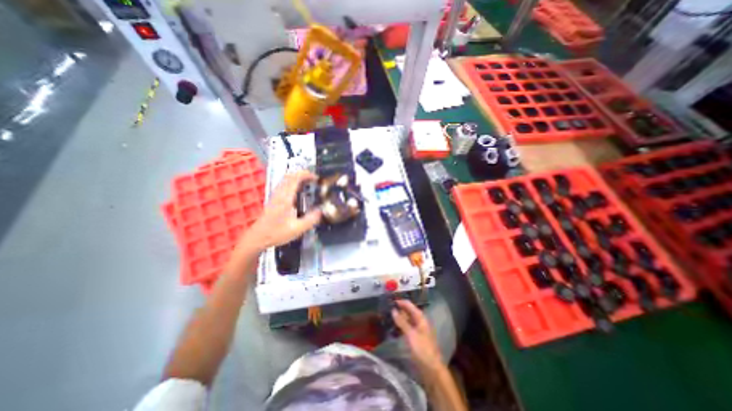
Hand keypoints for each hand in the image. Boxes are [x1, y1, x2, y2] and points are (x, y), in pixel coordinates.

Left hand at [242, 171, 320, 253]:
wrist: (258, 237)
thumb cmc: (277, 233)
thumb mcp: (297, 229)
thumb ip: (311, 220)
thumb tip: (321, 211)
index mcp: (285, 198)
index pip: (295, 179)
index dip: (306, 175)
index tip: (316, 178)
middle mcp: (279, 194)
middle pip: (289, 176)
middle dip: (302, 174)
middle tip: (313, 179)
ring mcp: (275, 196)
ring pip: (285, 179)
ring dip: (297, 177)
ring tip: (307, 183)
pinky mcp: (273, 199)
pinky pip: (283, 185)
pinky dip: (292, 183)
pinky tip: (297, 191)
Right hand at [391, 299, 442, 372]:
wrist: (432, 369)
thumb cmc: (422, 349)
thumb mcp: (411, 334)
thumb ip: (401, 322)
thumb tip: (393, 310)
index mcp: (420, 318)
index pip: (409, 305)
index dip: (400, 301)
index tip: (390, 300)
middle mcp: (420, 321)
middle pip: (408, 311)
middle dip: (399, 308)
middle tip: (387, 307)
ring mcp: (418, 329)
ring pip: (407, 319)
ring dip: (399, 317)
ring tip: (388, 315)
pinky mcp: (416, 337)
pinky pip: (407, 327)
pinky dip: (401, 325)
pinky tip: (394, 327)